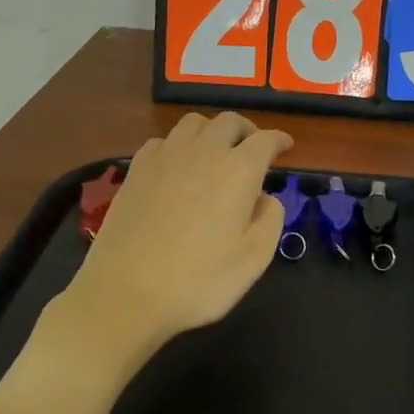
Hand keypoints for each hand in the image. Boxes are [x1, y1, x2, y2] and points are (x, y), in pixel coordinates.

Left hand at [64, 112, 291, 363]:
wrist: (126, 292)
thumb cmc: (198, 281)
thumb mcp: (254, 260)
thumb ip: (270, 220)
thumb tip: (265, 198)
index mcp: (238, 171)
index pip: (265, 140)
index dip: (279, 140)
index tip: (286, 146)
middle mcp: (203, 152)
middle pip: (229, 121)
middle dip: (247, 130)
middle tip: (252, 148)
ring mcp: (165, 157)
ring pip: (193, 123)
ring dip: (212, 130)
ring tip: (216, 150)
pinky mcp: (136, 170)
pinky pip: (162, 140)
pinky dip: (178, 144)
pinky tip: (177, 164)